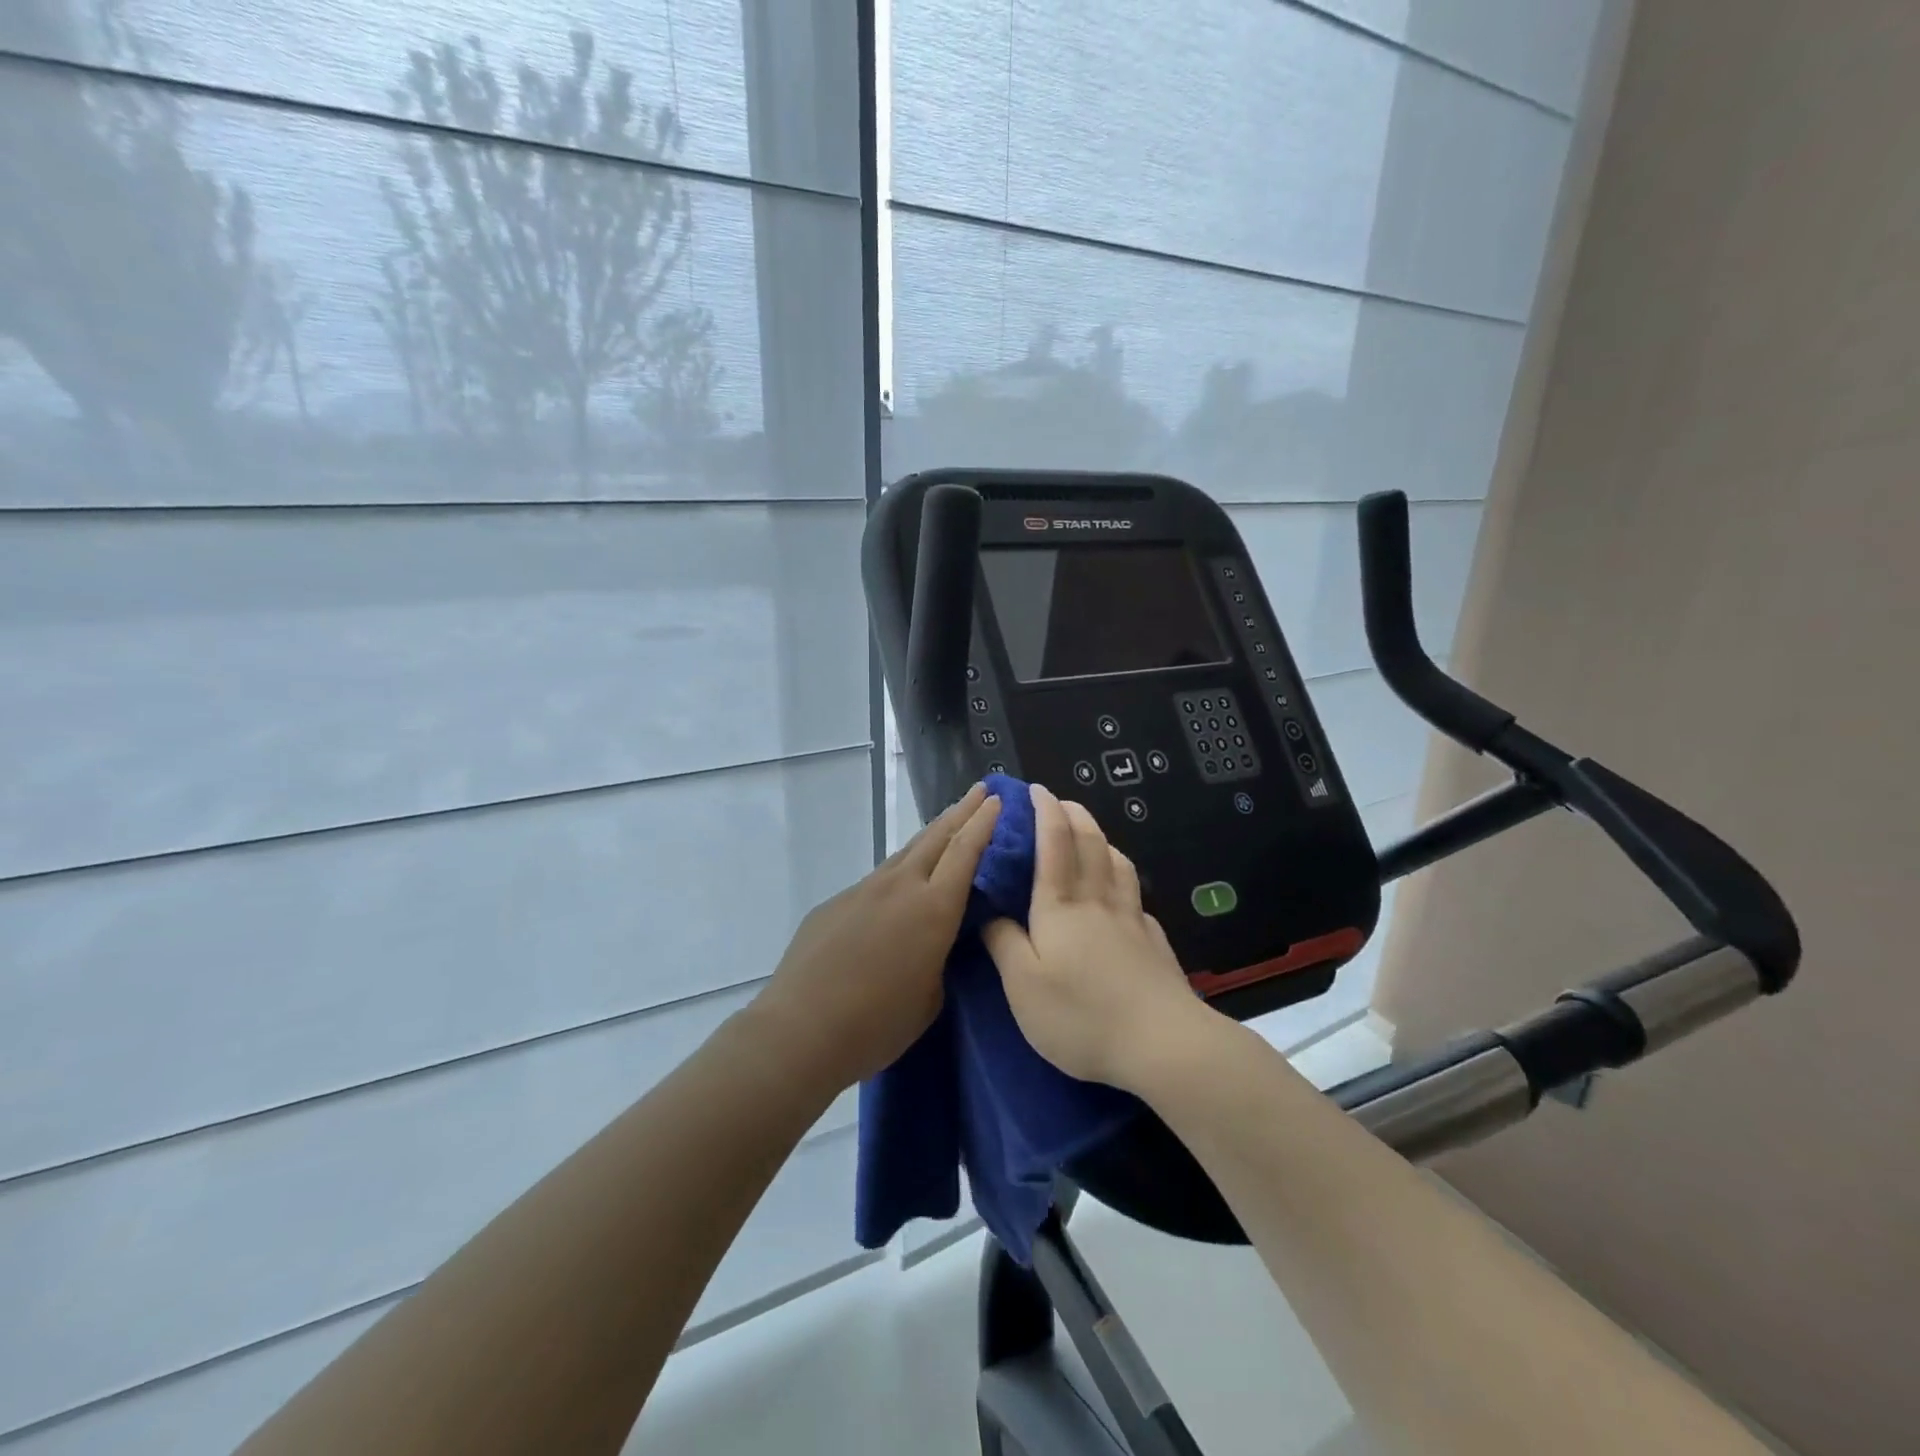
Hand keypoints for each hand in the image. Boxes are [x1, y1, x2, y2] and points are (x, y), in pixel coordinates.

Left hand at [749, 784, 1001, 1089]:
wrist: (800, 1029)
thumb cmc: (876, 1024)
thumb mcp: (930, 999)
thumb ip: (939, 959)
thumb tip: (934, 942)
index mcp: (932, 909)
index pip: (965, 852)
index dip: (984, 823)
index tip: (998, 799)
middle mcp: (899, 887)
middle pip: (936, 837)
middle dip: (962, 811)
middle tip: (981, 790)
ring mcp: (863, 890)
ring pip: (905, 853)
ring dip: (931, 835)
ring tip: (948, 824)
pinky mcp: (836, 902)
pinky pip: (877, 880)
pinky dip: (899, 872)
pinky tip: (899, 887)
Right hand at [983, 783, 1210, 1090]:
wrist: (1163, 1044)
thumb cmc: (1081, 1015)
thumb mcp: (1022, 986)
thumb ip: (1003, 944)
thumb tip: (992, 915)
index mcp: (1061, 906)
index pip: (1054, 843)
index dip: (1045, 811)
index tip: (1036, 789)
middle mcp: (1098, 902)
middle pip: (1091, 843)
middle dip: (1075, 814)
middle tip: (1062, 801)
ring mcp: (1133, 920)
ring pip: (1118, 865)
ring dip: (1103, 840)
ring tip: (1093, 838)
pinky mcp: (1155, 944)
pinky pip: (1137, 898)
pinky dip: (1125, 882)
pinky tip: (1123, 897)